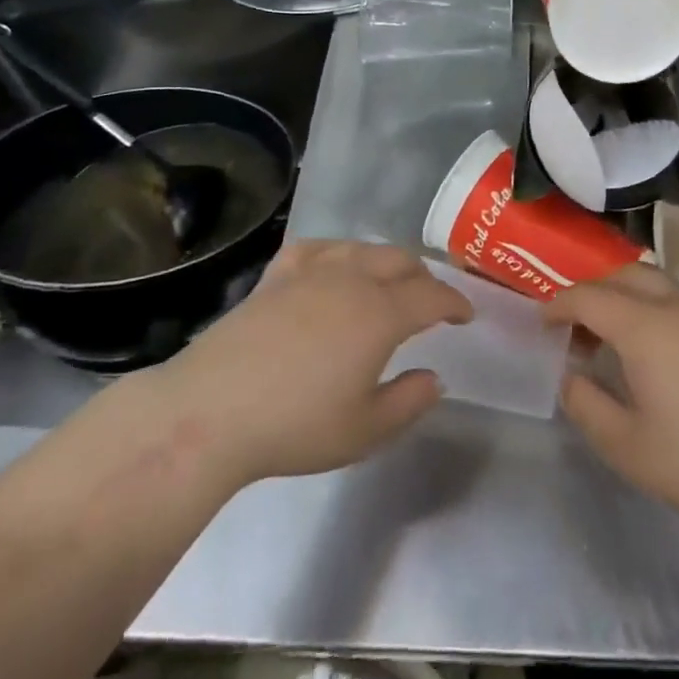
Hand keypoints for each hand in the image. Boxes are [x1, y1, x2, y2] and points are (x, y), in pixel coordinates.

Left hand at [134, 240, 472, 488]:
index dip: (455, 302)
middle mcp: (352, 279)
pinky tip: (334, 264)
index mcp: (381, 313)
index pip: (432, 295)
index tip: (466, 315)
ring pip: (362, 249)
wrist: (211, 411)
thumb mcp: (366, 430)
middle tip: (431, 300)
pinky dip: (338, 252)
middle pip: (400, 262)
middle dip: (423, 277)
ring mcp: (311, 272)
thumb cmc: (296, 425)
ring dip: (386, 261)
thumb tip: (434, 377)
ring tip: (388, 280)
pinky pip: (318, 248)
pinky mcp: (276, 275)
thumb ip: (410, 401)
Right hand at [545, 265, 678, 543]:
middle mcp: (676, 305)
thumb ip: (588, 407)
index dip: (560, 305)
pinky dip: (656, 309)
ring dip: (627, 297)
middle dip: (594, 291)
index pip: (589, 296)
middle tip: (578, 327)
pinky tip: (661, 354)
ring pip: (658, 283)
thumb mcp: (629, 448)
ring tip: (617, 339)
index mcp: (643, 326)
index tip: (543, 322)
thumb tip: (571, 378)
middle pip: (625, 274)